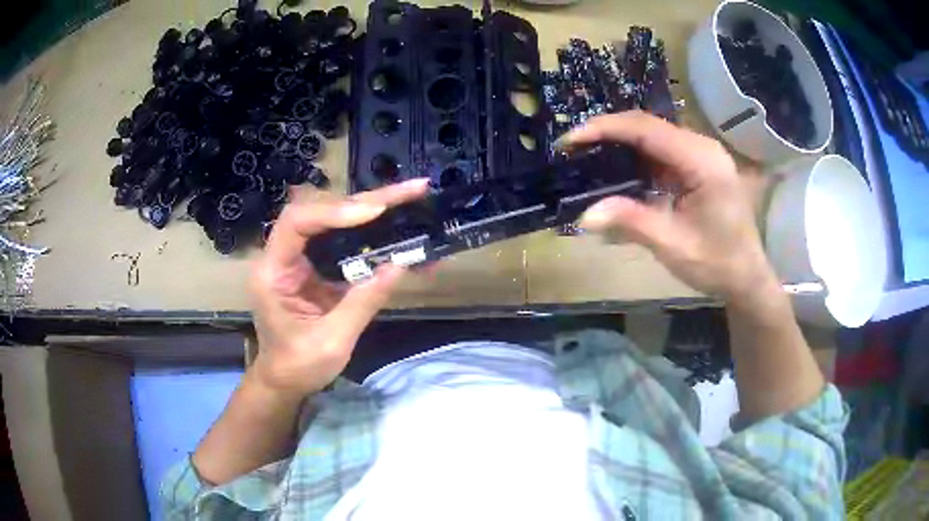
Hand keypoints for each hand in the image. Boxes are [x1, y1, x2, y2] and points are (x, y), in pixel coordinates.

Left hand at [249, 179, 428, 397]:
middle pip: (322, 211)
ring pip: (337, 220)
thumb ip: (363, 301)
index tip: (375, 212)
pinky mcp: (318, 266)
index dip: (334, 212)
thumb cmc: (298, 366)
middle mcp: (284, 255)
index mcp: (273, 271)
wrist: (285, 380)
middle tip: (412, 190)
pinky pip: (346, 242)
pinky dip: (375, 235)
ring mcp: (302, 258)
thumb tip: (401, 265)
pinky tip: (402, 231)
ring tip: (412, 198)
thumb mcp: (332, 341)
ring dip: (375, 209)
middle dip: (367, 200)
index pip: (297, 222)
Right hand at [564, 111, 777, 302]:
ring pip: (653, 135)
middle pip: (648, 125)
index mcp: (702, 161)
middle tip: (573, 150)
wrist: (746, 277)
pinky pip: (661, 150)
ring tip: (587, 157)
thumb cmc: (717, 264)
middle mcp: (703, 147)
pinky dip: (635, 157)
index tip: (571, 140)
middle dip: (608, 133)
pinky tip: (617, 171)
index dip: (605, 129)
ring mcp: (702, 154)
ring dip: (620, 144)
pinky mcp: (699, 164)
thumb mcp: (673, 246)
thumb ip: (631, 223)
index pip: (646, 129)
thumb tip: (584, 216)